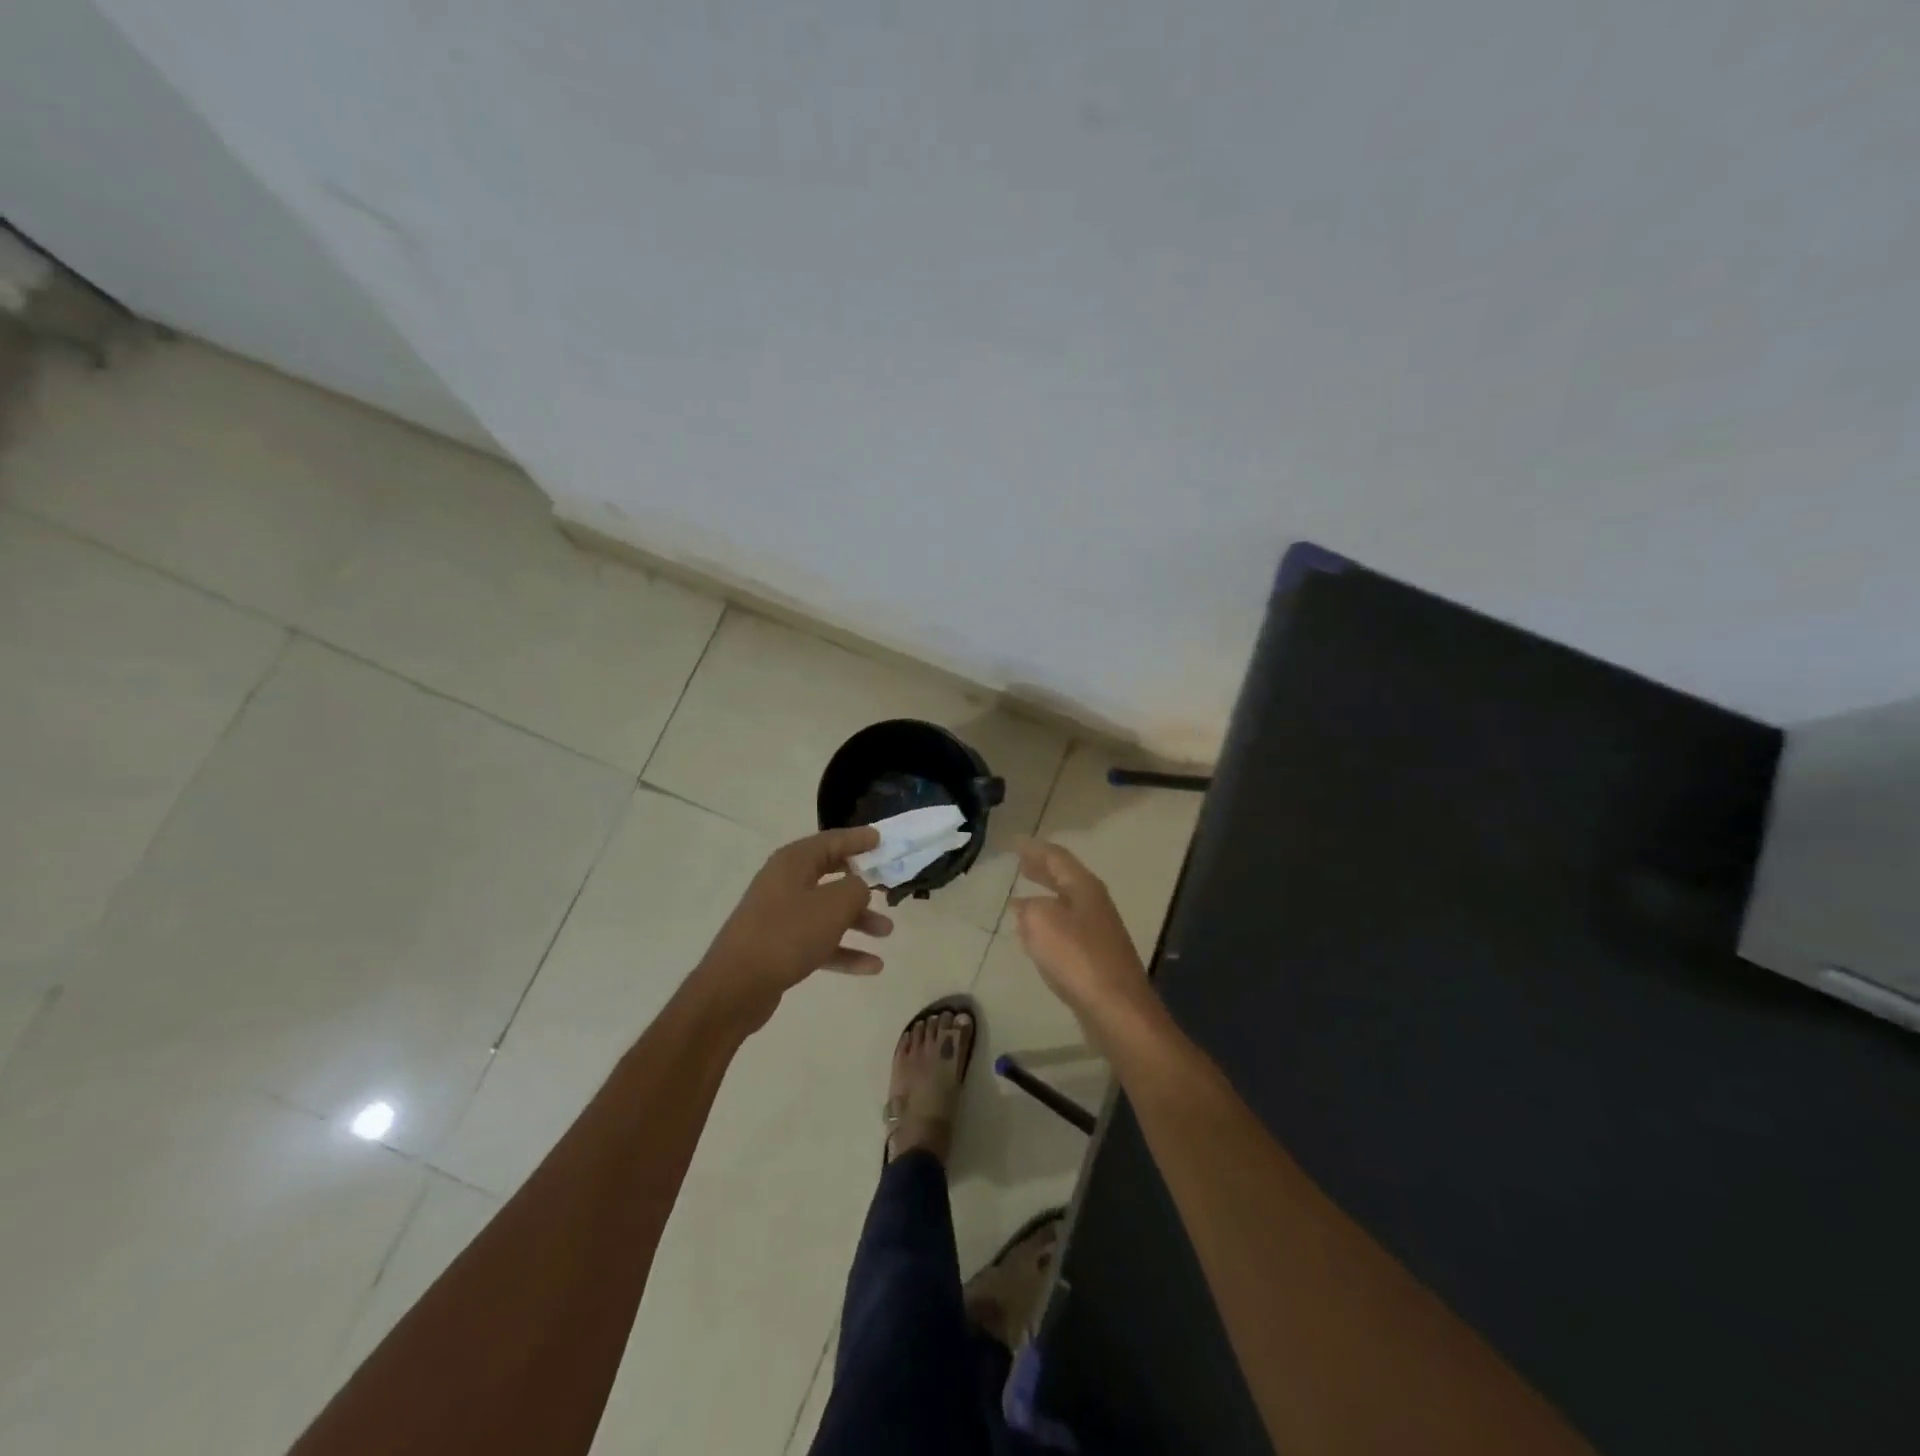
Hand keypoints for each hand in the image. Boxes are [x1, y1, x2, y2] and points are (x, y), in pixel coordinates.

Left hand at [696, 826, 891, 1030]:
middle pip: (831, 875)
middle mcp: (785, 882)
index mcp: (793, 862)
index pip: (832, 841)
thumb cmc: (788, 934)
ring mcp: (780, 915)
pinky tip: (872, 967)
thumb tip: (860, 887)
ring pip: (827, 912)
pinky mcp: (780, 946)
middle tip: (887, 885)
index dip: (858, 839)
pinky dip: (844, 950)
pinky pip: (819, 941)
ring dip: (858, 921)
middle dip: (861, 884)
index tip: (881, 840)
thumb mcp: (833, 905)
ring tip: (887, 932)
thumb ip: (856, 889)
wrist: (736, 986)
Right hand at [1011, 839, 1161, 1051]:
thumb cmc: (1078, 958)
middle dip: (1042, 870)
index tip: (1016, 843)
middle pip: (1065, 879)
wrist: (1117, 1010)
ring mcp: (1099, 932)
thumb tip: (1025, 905)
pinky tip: (1036, 936)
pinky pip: (1067, 930)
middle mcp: (1094, 904)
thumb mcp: (1042, 923)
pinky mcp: (1096, 958)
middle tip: (1021, 862)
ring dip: (1045, 897)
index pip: (1057, 858)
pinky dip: (1048, 924)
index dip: (1035, 849)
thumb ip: (1029, 908)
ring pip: (1066, 905)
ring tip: (1022, 897)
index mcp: (1084, 888)